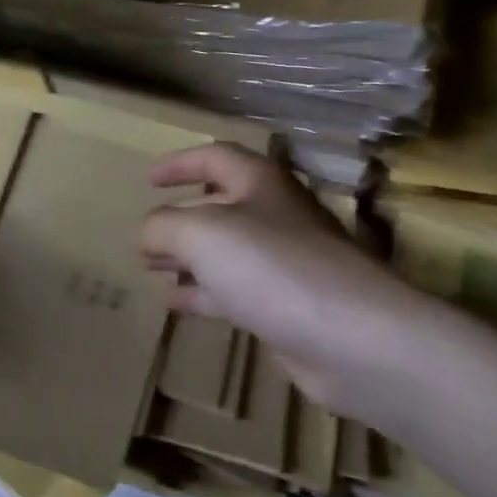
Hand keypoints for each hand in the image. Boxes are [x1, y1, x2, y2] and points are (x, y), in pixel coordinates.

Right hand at [141, 144, 430, 416]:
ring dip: (186, 258)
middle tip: (145, 236)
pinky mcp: (286, 306)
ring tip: (150, 268)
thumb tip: (148, 232)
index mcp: (260, 183)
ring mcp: (283, 263)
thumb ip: (163, 225)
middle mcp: (275, 216)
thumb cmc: (273, 266)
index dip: (179, 164)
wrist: (351, 338)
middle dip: (178, 218)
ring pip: (224, 252)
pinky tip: (174, 304)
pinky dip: (200, 294)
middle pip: (219, 206)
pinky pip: (233, 291)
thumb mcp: (202, 233)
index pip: (215, 157)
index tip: (147, 180)